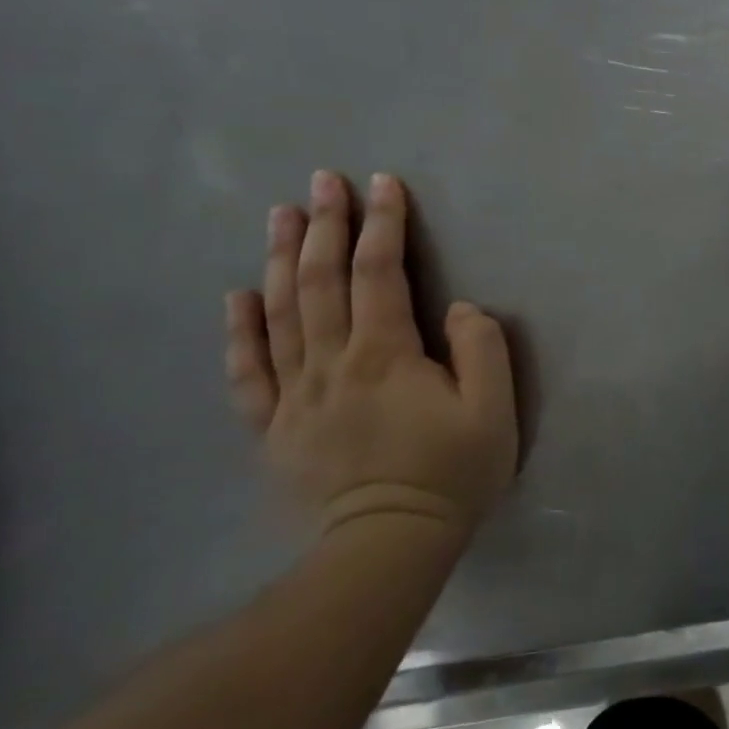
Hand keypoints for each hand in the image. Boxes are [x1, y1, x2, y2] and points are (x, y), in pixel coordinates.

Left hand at [224, 171, 517, 546]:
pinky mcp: (273, 427)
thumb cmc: (451, 474)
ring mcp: (294, 395)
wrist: (387, 546)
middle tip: (324, 181)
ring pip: (279, 313)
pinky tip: (236, 296)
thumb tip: (457, 308)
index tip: (383, 184)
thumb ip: (481, 349)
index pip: (380, 273)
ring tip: (280, 214)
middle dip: (324, 225)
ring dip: (278, 258)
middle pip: (320, 280)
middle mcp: (332, 362)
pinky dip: (239, 330)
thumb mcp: (493, 410)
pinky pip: (248, 371)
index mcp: (385, 354)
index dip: (383, 224)